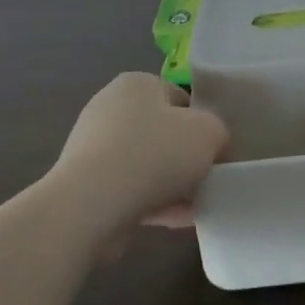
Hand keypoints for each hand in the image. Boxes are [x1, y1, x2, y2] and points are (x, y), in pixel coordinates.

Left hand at [49, 73, 228, 239]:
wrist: (91, 206)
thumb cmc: (155, 154)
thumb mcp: (209, 132)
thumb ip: (219, 132)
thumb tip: (213, 147)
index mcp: (136, 84)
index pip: (180, 98)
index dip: (203, 123)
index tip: (216, 150)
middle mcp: (110, 108)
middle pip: (163, 132)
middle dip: (186, 157)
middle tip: (208, 178)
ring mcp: (93, 148)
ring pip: (147, 164)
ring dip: (173, 184)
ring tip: (198, 206)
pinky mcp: (85, 185)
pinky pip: (130, 189)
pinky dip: (154, 202)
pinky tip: (179, 221)